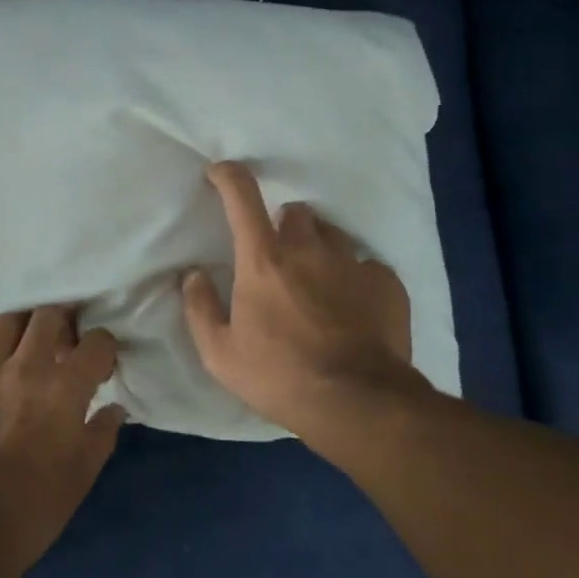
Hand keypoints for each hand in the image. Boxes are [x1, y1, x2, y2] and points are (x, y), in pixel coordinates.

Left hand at [0, 306, 123, 577]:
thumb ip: (102, 433)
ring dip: (16, 333)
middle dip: (60, 324)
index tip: (97, 366)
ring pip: (4, 322)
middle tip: (57, 346)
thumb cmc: (35, 507)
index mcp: (66, 387)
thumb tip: (114, 408)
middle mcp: (26, 366)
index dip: (101, 349)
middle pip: (49, 315)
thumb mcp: (83, 474)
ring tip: (13, 352)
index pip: (97, 341)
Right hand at [183, 161, 416, 445]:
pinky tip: (354, 308)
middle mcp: (309, 249)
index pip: (242, 197)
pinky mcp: (386, 283)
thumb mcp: (221, 354)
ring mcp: (352, 263)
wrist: (358, 403)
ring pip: (332, 235)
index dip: (228, 176)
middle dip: (284, 226)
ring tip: (319, 284)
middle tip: (279, 259)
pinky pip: (367, 265)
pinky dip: (356, 279)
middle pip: (295, 211)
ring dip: (320, 249)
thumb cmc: (280, 377)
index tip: (220, 173)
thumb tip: (192, 275)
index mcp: (264, 260)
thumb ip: (200, 308)